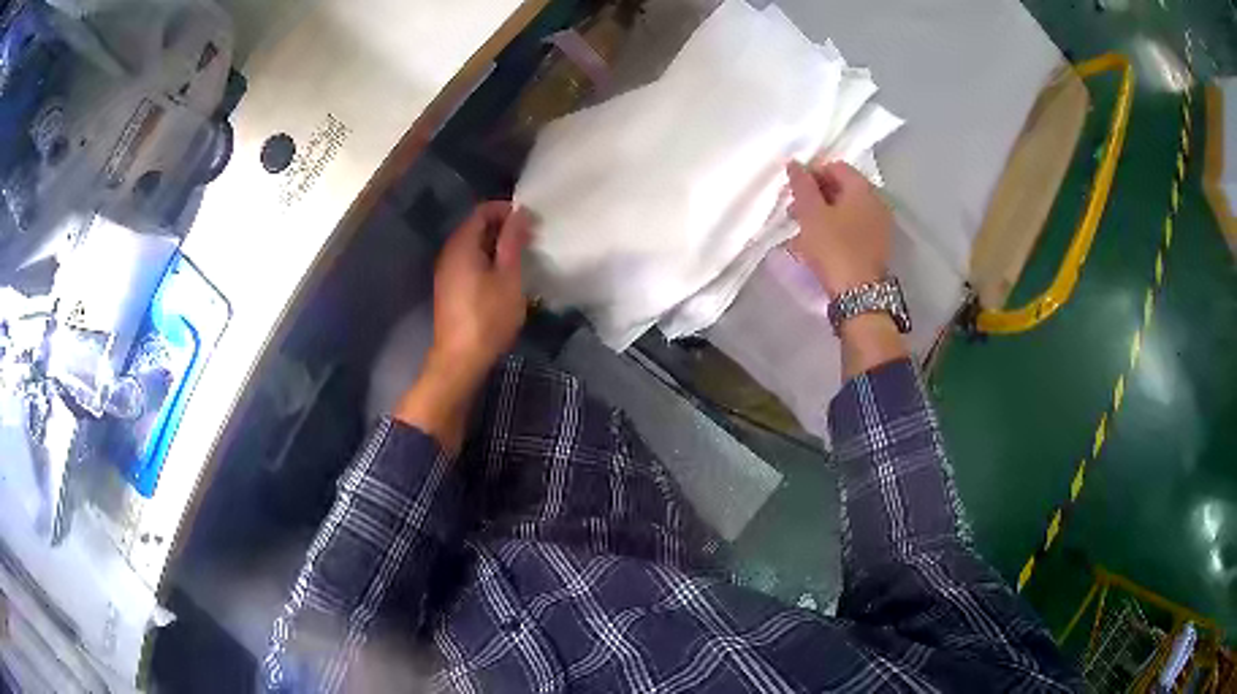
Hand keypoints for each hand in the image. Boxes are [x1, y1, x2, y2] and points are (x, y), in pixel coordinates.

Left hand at [395, 201, 531, 451]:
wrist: (460, 360)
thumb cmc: (488, 317)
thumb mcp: (508, 276)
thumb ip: (513, 241)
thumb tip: (519, 211)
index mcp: (462, 245)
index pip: (482, 211)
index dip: (506, 210)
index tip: (531, 221)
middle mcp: (449, 253)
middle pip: (476, 227)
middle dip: (504, 228)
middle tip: (531, 238)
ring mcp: (447, 272)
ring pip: (473, 247)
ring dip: (497, 246)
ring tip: (522, 257)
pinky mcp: (450, 289)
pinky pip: (469, 263)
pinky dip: (488, 261)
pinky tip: (505, 276)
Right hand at [786, 160, 891, 296]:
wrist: (858, 294)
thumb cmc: (833, 247)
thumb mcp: (811, 213)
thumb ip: (801, 185)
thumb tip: (795, 163)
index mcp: (862, 188)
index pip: (834, 167)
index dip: (811, 174)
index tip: (793, 192)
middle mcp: (876, 201)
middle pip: (842, 188)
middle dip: (816, 196)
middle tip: (794, 212)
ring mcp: (879, 224)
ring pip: (846, 210)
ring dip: (823, 215)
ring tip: (802, 232)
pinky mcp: (876, 245)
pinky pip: (853, 228)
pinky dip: (835, 229)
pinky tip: (818, 245)